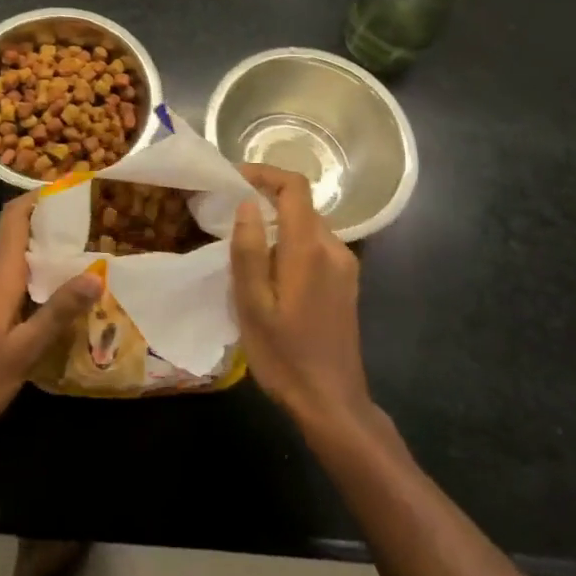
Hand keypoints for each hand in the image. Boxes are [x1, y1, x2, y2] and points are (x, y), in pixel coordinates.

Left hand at [0, 193, 100, 438]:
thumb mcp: (25, 349)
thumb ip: (58, 311)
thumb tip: (96, 275)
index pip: (14, 216)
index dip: (38, 198)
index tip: (71, 192)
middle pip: (15, 234)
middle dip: (49, 230)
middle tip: (90, 237)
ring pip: (8, 257)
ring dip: (38, 256)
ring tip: (77, 266)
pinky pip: (0, 275)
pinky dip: (25, 275)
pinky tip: (46, 299)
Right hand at [230, 165, 373, 432]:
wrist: (332, 403)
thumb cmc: (284, 355)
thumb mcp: (253, 305)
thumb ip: (249, 250)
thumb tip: (247, 203)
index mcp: (310, 249)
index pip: (295, 187)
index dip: (265, 173)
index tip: (234, 178)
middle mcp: (334, 248)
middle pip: (301, 204)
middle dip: (266, 199)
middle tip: (228, 215)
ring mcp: (345, 266)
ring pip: (308, 225)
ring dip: (278, 223)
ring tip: (245, 245)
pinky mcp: (346, 282)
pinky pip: (316, 245)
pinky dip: (291, 242)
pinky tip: (270, 271)